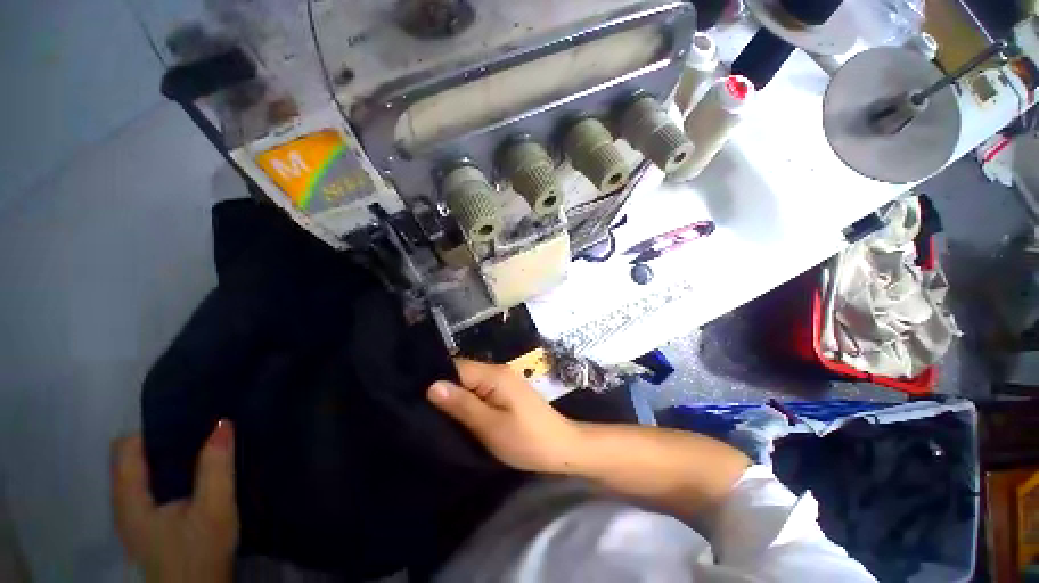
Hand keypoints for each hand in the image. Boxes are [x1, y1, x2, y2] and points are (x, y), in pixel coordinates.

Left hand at [111, 421, 237, 582]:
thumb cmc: (200, 554)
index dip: (154, 429)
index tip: (190, 419)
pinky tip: (199, 475)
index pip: (126, 446)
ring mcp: (135, 516)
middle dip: (165, 440)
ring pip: (144, 472)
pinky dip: (172, 473)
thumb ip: (215, 466)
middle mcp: (124, 503)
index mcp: (129, 499)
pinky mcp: (149, 525)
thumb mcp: (214, 509)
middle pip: (133, 457)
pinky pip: (153, 486)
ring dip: (170, 457)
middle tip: (203, 429)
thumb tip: (223, 423)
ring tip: (205, 446)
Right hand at [427, 358, 582, 472]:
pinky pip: (480, 391)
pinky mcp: (506, 392)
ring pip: (471, 383)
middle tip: (422, 412)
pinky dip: (469, 401)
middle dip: (444, 390)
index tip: (414, 398)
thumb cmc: (527, 440)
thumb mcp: (490, 426)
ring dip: (456, 397)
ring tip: (434, 416)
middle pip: (463, 373)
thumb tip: (432, 386)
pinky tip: (458, 416)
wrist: (562, 448)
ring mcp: (503, 381)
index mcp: (494, 374)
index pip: (456, 367)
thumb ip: (462, 405)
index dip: (436, 380)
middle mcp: (498, 371)